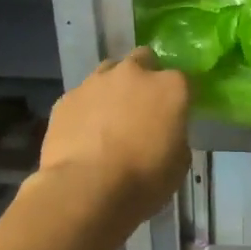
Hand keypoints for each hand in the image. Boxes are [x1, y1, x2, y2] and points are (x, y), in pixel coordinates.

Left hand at [37, 47, 191, 226]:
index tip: (177, 115)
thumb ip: (176, 137)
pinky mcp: (66, 98)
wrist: (86, 189)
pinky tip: (85, 133)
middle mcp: (133, 73)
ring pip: (109, 72)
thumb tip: (165, 133)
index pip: (184, 80)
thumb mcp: (179, 164)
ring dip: (114, 87)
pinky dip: (87, 108)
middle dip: (146, 77)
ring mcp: (96, 82)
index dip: (180, 97)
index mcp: (170, 87)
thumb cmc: (143, 179)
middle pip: (144, 60)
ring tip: (111, 117)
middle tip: (143, 106)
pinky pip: (82, 96)